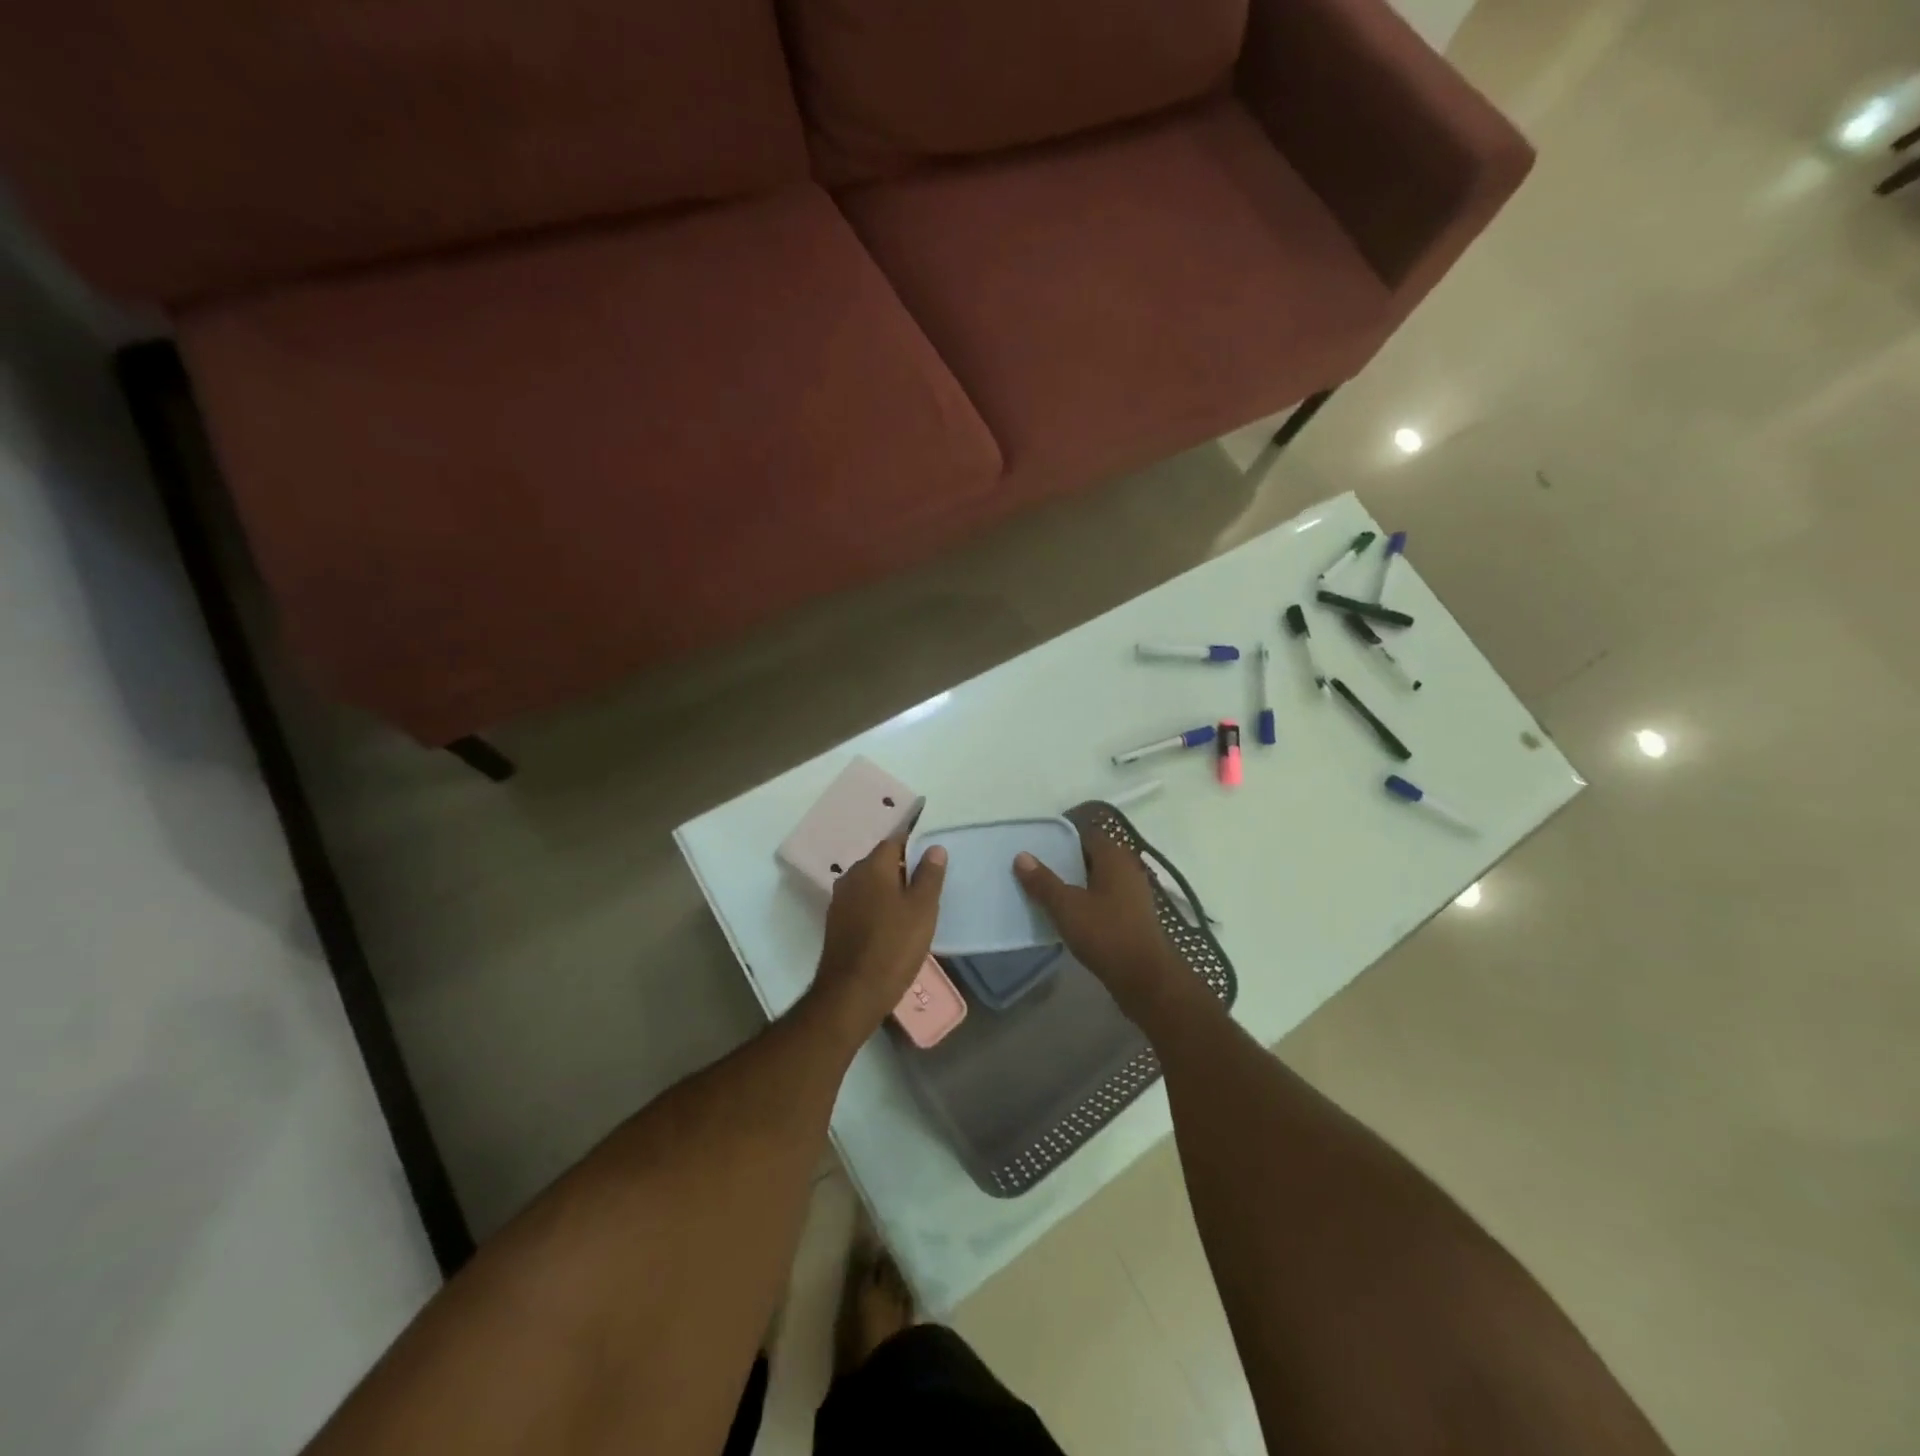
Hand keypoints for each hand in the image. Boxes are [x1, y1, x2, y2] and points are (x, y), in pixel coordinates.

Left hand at [808, 836, 946, 1042]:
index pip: (895, 841)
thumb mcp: (922, 909)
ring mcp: (840, 901)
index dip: (915, 844)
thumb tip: (934, 847)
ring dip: (890, 889)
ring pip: (871, 884)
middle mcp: (851, 876)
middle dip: (903, 868)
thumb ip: (929, 875)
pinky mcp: (836, 924)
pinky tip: (893, 925)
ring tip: (914, 906)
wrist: (851, 993)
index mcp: (872, 866)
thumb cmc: (893, 946)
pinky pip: (862, 904)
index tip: (933, 855)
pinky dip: (878, 907)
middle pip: (881, 862)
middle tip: (929, 884)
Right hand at [1014, 833, 1189, 1025]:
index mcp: (1115, 858)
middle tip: (1038, 868)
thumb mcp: (1067, 907)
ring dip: (1078, 883)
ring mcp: (1134, 894)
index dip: (1064, 837)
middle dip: (1067, 861)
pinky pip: (1106, 899)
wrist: (1145, 979)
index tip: (1040, 845)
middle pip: (1093, 856)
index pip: (1088, 833)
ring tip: (1049, 891)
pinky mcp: (1134, 917)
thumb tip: (1022, 856)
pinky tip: (1070, 914)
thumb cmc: (1106, 934)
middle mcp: (1128, 869)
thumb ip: (1043, 881)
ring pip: (1099, 879)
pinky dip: (1089, 901)